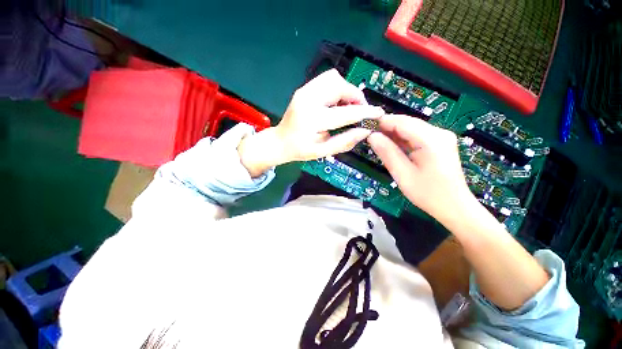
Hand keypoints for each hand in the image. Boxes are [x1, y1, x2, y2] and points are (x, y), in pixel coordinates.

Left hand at [238, 69, 383, 176]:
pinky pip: (326, 79)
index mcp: (313, 119)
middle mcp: (308, 100)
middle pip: (340, 85)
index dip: (365, 112)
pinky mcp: (304, 88)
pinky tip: (336, 102)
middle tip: (359, 111)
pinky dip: (337, 88)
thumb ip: (345, 141)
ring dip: (346, 90)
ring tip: (347, 106)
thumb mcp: (323, 151)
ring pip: (334, 78)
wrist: (280, 141)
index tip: (379, 113)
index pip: (346, 112)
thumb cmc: (300, 150)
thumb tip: (365, 131)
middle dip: (356, 97)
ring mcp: (304, 91)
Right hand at [367, 115, 473, 223]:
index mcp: (431, 140)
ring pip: (411, 128)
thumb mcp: (402, 175)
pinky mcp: (439, 143)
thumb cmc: (428, 193)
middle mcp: (439, 133)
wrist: (453, 206)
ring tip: (377, 140)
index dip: (382, 122)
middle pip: (407, 122)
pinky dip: (402, 139)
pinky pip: (416, 135)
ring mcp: (441, 137)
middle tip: (369, 135)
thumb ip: (387, 153)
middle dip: (387, 127)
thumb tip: (372, 136)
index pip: (402, 122)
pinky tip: (391, 145)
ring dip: (394, 133)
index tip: (366, 126)